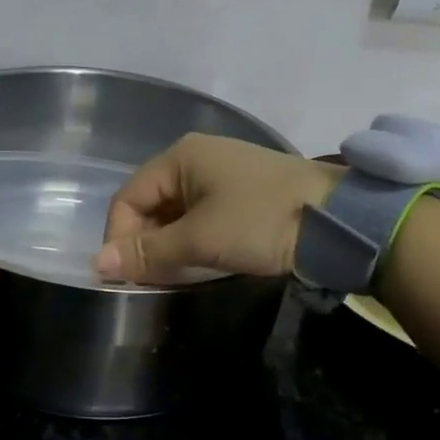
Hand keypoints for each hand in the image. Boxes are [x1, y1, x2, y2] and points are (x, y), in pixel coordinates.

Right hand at [96, 134, 340, 283]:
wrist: (341, 220)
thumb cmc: (261, 220)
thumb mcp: (200, 239)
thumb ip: (148, 253)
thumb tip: (97, 264)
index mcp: (180, 157)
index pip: (128, 197)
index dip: (120, 237)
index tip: (126, 276)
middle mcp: (197, 159)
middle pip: (151, 204)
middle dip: (146, 243)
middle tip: (150, 281)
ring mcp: (223, 175)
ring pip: (177, 214)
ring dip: (170, 246)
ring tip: (174, 278)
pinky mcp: (244, 194)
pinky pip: (202, 217)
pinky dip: (194, 241)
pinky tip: (200, 265)